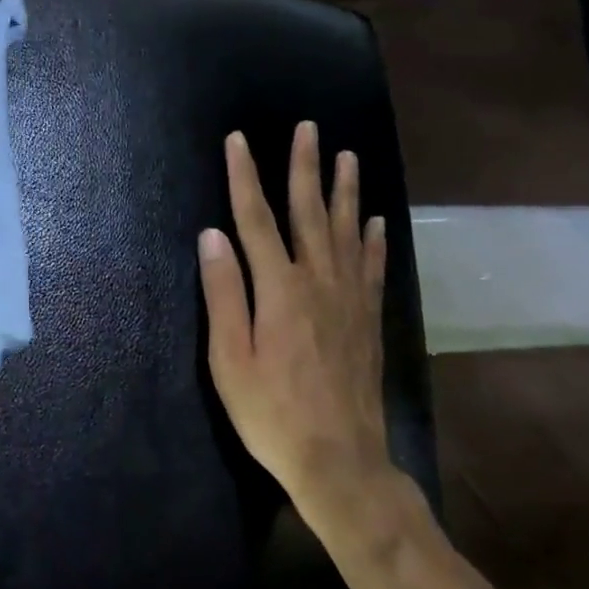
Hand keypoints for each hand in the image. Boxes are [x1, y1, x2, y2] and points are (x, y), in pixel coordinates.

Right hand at [198, 123, 393, 529]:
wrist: (339, 460)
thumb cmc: (271, 412)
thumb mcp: (229, 358)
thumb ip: (223, 293)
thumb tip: (212, 235)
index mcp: (278, 289)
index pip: (255, 219)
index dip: (245, 176)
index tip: (238, 140)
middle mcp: (318, 281)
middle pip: (309, 212)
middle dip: (305, 167)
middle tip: (308, 128)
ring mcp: (349, 299)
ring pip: (347, 231)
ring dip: (345, 191)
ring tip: (347, 157)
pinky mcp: (368, 319)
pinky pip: (372, 267)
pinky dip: (374, 240)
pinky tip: (376, 221)